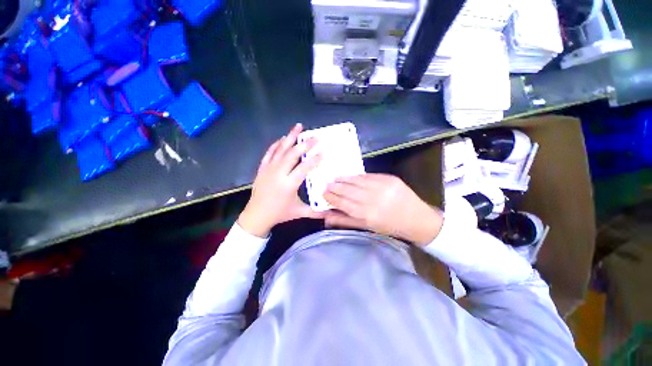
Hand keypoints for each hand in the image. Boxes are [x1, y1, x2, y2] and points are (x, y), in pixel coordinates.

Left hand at [237, 124, 321, 237]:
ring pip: (281, 150)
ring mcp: (269, 170)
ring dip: (290, 137)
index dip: (314, 159)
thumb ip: (316, 212)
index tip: (323, 151)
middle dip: (305, 144)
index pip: (304, 168)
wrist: (257, 215)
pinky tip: (282, 138)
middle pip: (292, 155)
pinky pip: (269, 153)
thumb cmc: (280, 213)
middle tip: (315, 136)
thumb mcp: (299, 212)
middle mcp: (278, 174)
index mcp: (289, 185)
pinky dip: (276, 144)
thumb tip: (332, 212)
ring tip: (298, 126)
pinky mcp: (262, 169)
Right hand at [323, 174, 442, 245]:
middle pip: (348, 190)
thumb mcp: (367, 227)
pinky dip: (356, 176)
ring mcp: (382, 186)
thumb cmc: (390, 226)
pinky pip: (367, 176)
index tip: (323, 193)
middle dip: (335, 187)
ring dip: (343, 179)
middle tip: (327, 184)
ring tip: (335, 179)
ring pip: (356, 181)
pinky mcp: (389, 178)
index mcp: (367, 214)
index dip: (331, 197)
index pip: (343, 203)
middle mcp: (373, 199)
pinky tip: (350, 177)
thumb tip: (326, 216)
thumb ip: (345, 220)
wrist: (417, 219)